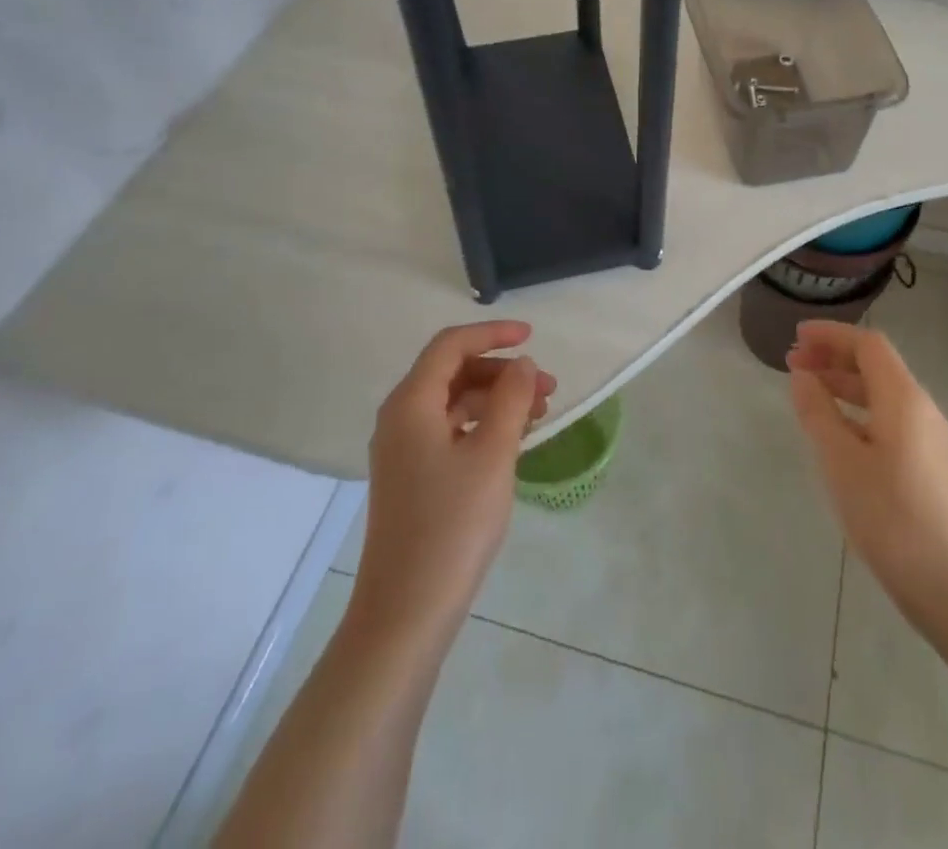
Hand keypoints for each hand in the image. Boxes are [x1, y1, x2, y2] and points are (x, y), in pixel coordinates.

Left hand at [355, 322, 555, 632]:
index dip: (492, 334)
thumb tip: (522, 364)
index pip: (451, 345)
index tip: (533, 337)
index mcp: (411, 403)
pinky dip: (482, 425)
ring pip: (453, 403)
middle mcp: (399, 419)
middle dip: (502, 372)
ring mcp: (402, 451)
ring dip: (496, 399)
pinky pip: (449, 430)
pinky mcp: (411, 478)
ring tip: (539, 415)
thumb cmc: (453, 524)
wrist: (406, 613)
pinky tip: (512, 442)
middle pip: (452, 372)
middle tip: (548, 388)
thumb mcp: (493, 453)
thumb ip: (511, 399)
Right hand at [787, 321, 947, 631]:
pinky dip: (857, 412)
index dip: (831, 335)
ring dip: (843, 385)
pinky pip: (888, 419)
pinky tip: (836, 433)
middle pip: (876, 366)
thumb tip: (803, 375)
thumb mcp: (841, 462)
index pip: (868, 345)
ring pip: (881, 394)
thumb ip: (818, 412)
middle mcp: (921, 409)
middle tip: (792, 363)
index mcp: (904, 398)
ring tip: (807, 393)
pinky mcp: (928, 467)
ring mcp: (929, 440)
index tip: (795, 337)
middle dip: (833, 357)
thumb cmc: (892, 519)